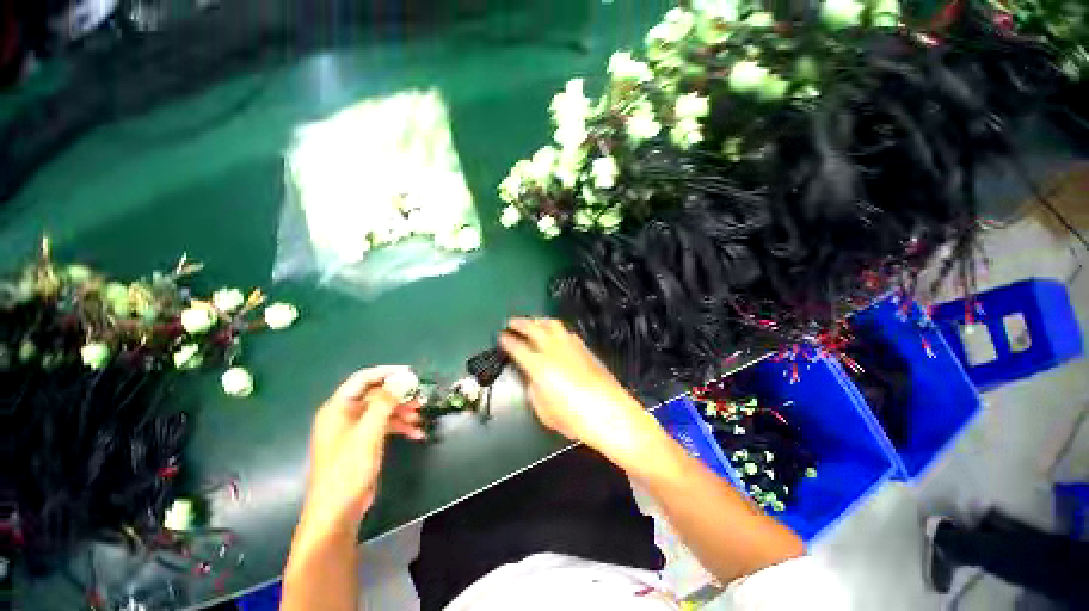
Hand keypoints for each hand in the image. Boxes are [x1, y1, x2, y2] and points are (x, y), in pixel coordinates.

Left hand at [300, 366, 424, 536]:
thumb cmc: (348, 468)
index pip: (363, 379)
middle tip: (421, 396)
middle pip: (376, 395)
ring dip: (402, 411)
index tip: (410, 373)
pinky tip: (416, 433)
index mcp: (338, 408)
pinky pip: (383, 426)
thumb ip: (384, 403)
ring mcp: (354, 430)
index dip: (387, 373)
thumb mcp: (368, 433)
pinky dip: (399, 427)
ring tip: (420, 416)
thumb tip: (402, 380)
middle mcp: (345, 415)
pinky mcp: (363, 442)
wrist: (338, 510)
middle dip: (399, 395)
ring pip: (382, 410)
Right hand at [499, 318, 660, 468]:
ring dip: (538, 321)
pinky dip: (556, 329)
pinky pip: (566, 332)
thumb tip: (532, 378)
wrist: (610, 412)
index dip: (507, 340)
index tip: (501, 337)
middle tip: (511, 322)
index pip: (517, 347)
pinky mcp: (584, 348)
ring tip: (532, 322)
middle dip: (520, 323)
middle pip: (533, 328)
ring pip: (551, 324)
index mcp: (538, 365)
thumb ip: (534, 390)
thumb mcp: (543, 410)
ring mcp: (570, 346)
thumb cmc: (573, 418)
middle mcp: (553, 349)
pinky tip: (555, 334)